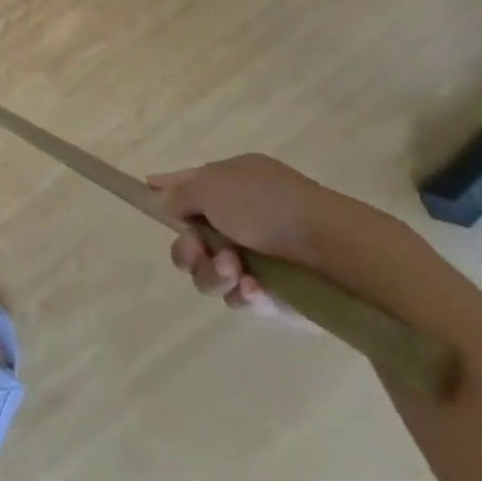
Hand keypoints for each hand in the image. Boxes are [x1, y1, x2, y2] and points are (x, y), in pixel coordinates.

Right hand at [146, 153, 395, 318]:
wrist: (335, 253)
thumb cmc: (268, 206)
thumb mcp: (212, 185)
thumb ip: (179, 194)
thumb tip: (162, 199)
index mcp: (232, 184)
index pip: (188, 185)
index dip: (166, 191)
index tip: (146, 195)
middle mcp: (242, 218)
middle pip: (191, 240)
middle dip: (189, 250)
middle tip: (199, 251)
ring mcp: (258, 257)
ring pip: (211, 273)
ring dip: (213, 273)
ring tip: (235, 272)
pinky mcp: (275, 294)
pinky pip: (241, 297)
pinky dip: (244, 293)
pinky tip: (258, 289)